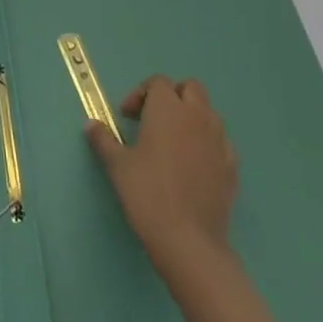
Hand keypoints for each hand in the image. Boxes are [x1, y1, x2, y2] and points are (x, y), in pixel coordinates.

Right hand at [86, 75, 238, 274]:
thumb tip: (90, 125)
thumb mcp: (116, 164)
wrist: (188, 239)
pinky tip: (192, 165)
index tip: (127, 117)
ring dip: (191, 117)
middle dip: (172, 96)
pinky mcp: (232, 166)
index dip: (141, 94)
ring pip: (208, 112)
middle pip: (190, 88)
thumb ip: (103, 139)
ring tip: (172, 142)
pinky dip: (207, 142)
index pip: (158, 82)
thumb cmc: (146, 193)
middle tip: (153, 119)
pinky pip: (220, 141)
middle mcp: (197, 117)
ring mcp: (219, 140)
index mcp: (167, 109)